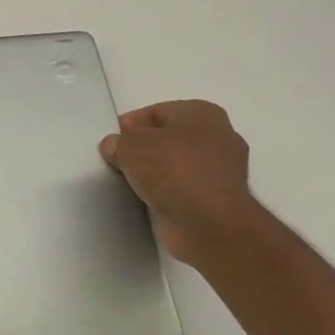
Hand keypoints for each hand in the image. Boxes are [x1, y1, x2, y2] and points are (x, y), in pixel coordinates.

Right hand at [100, 101, 267, 266]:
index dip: (129, 126)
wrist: (209, 222)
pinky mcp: (220, 200)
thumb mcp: (130, 145)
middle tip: (119, 162)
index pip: (156, 112)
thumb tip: (115, 146)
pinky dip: (168, 193)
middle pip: (169, 138)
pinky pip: (185, 189)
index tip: (111, 144)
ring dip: (157, 173)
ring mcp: (223, 170)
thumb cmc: (172, 169)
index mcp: (202, 113)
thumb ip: (118, 142)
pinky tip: (149, 200)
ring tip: (131, 183)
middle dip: (144, 149)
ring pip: (177, 165)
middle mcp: (219, 137)